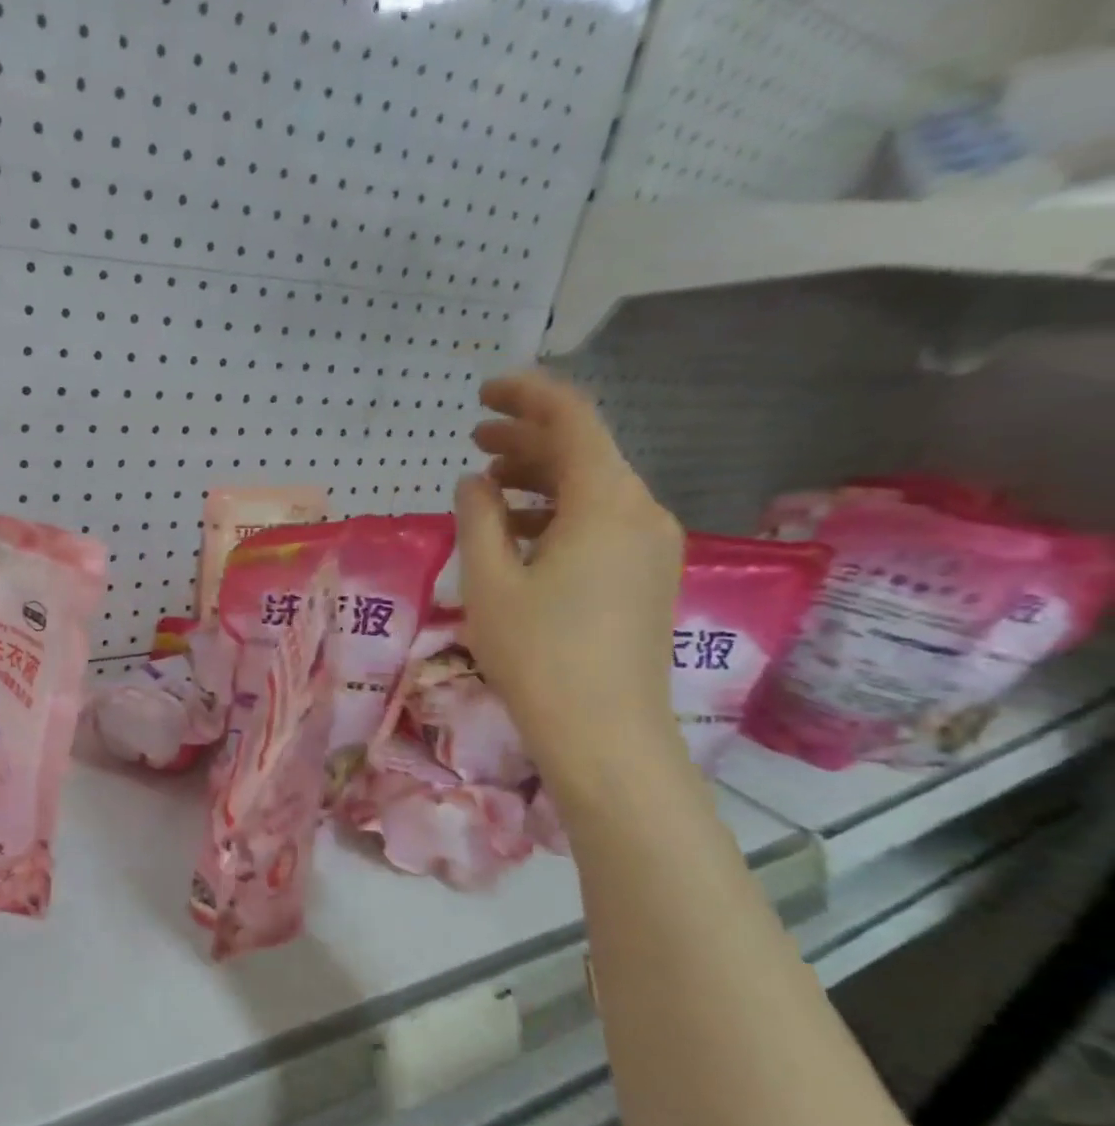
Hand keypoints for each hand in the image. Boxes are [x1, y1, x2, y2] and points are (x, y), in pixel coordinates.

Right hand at [456, 372, 686, 790]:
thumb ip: (477, 518)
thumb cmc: (538, 653)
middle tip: (474, 438)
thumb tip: (474, 482)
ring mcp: (652, 546)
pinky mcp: (648, 578)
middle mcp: (641, 511)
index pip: (571, 419)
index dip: (526, 395)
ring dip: (540, 480)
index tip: (484, 392)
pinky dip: (558, 515)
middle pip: (584, 452)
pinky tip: (520, 534)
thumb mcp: (490, 581)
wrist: (605, 734)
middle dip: (527, 439)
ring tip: (488, 486)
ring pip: (593, 490)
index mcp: (605, 500)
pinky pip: (602, 524)